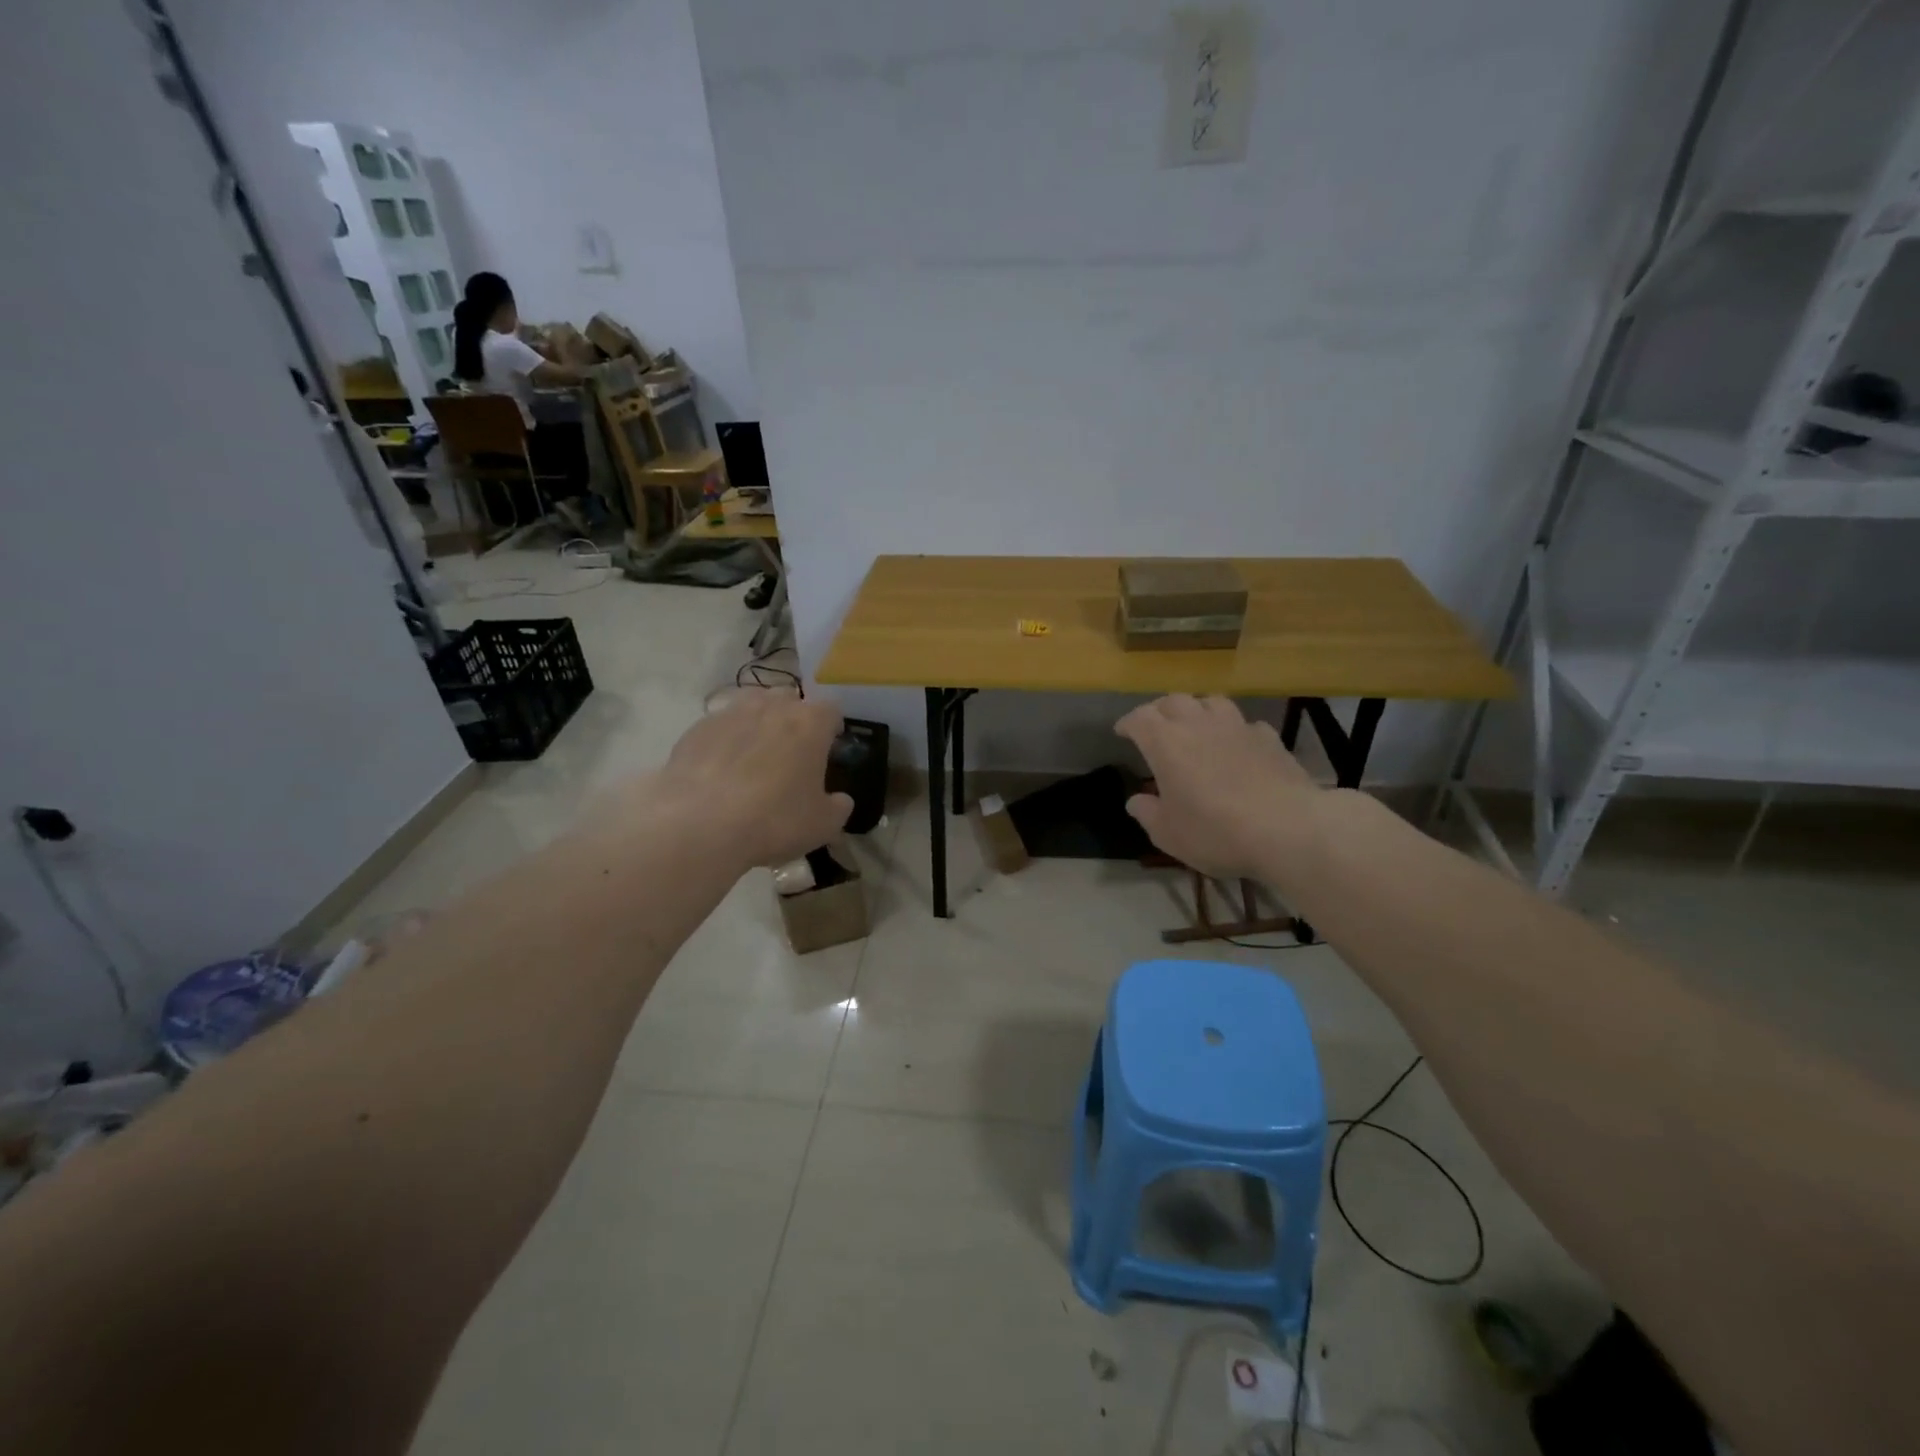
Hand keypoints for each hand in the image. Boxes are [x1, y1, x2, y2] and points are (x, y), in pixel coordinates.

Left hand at [646, 694, 852, 869]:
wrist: (700, 824)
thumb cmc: (774, 820)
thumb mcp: (823, 825)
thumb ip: (839, 806)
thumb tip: (840, 799)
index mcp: (810, 723)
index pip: (831, 709)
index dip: (833, 726)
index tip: (831, 746)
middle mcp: (771, 707)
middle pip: (790, 699)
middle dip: (794, 718)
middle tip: (792, 751)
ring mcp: (730, 713)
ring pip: (752, 705)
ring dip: (758, 722)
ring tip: (755, 754)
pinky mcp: (697, 728)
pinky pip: (719, 726)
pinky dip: (725, 740)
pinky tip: (720, 769)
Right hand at [1115, 695, 1319, 880]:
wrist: (1288, 828)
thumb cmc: (1215, 831)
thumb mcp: (1168, 834)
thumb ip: (1147, 813)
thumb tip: (1136, 800)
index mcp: (1165, 743)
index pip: (1139, 718)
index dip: (1128, 722)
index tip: (1123, 732)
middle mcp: (1198, 725)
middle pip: (1174, 701)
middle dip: (1160, 710)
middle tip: (1156, 727)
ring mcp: (1237, 727)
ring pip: (1211, 702)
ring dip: (1198, 710)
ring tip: (1196, 726)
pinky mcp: (1269, 738)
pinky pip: (1245, 724)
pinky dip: (1234, 730)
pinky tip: (1237, 746)